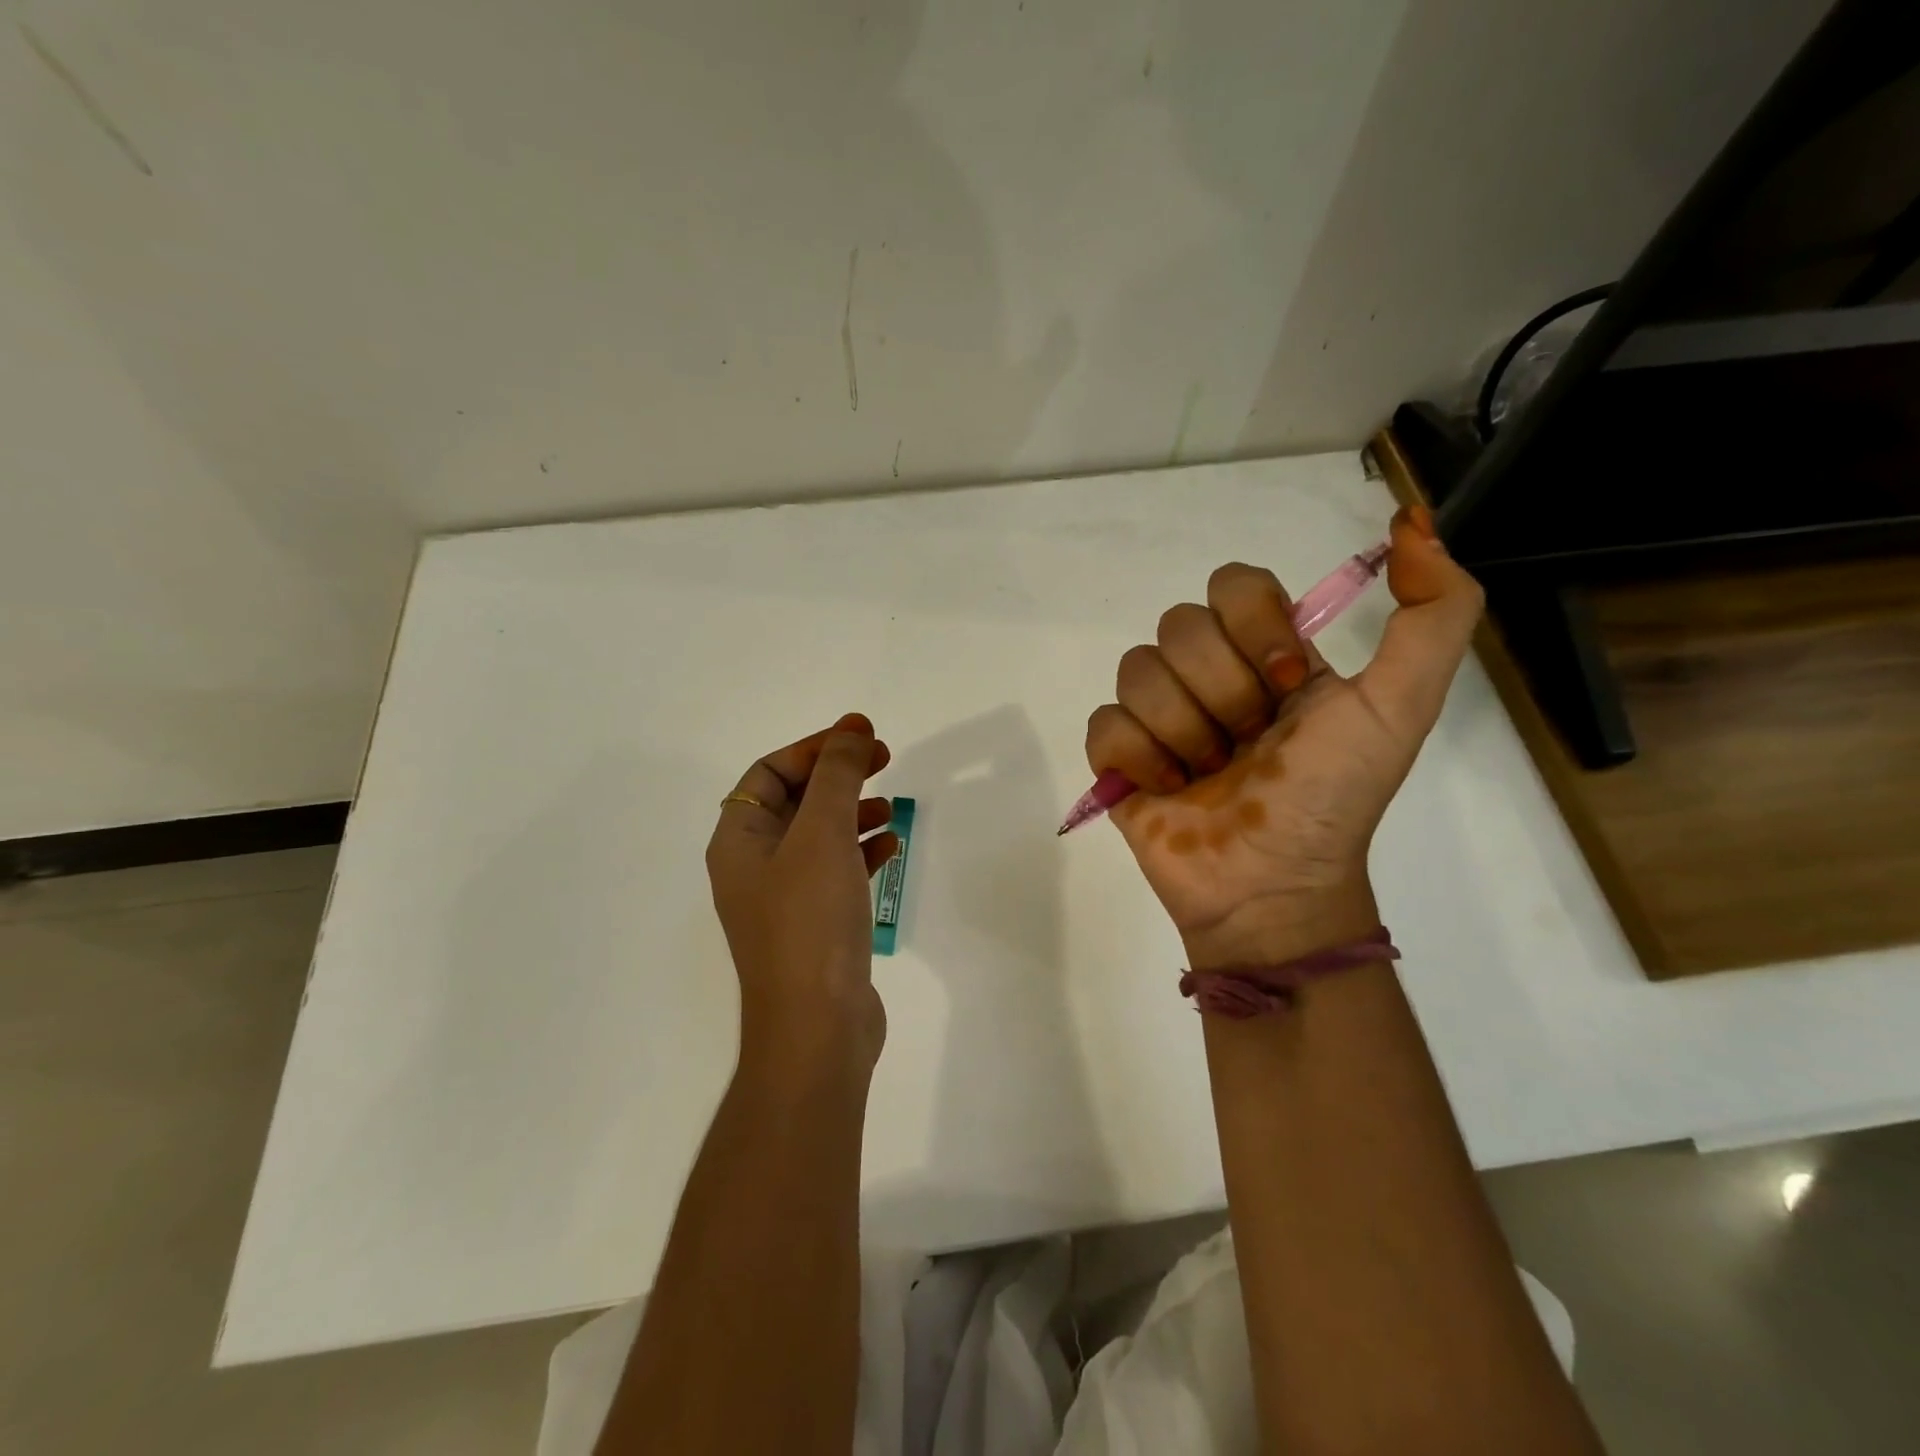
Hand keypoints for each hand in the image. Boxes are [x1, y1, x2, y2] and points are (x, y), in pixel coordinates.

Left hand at [706, 713, 897, 1075]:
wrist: (818, 1027)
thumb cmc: (810, 920)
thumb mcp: (822, 834)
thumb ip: (838, 776)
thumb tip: (852, 730)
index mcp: (738, 841)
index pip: (770, 773)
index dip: (814, 748)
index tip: (861, 737)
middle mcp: (754, 867)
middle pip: (795, 801)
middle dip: (838, 776)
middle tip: (884, 759)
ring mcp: (785, 900)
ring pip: (818, 837)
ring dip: (853, 812)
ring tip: (890, 805)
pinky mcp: (816, 926)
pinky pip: (837, 872)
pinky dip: (861, 852)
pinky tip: (891, 846)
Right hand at [1084, 506, 1482, 966]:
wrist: (1273, 887)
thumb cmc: (1333, 798)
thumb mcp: (1401, 706)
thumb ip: (1435, 614)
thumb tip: (1412, 522)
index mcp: (1268, 652)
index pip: (1234, 584)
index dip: (1254, 629)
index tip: (1286, 686)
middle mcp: (1209, 673)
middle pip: (1179, 626)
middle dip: (1221, 694)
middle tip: (1248, 746)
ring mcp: (1158, 714)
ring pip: (1137, 671)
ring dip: (1183, 732)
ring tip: (1208, 776)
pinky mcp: (1118, 755)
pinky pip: (1104, 722)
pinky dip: (1139, 759)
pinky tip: (1168, 789)